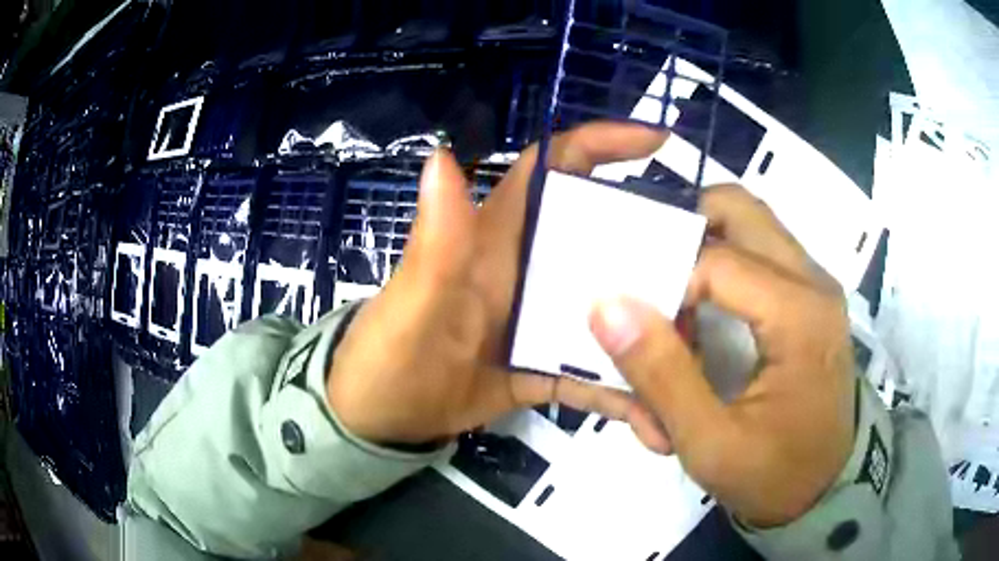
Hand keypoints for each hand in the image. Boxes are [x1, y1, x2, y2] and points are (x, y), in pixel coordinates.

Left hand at [327, 122, 670, 446]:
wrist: (380, 418)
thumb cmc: (387, 355)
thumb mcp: (411, 302)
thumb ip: (436, 239)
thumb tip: (441, 155)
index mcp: (499, 237)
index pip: (553, 167)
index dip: (602, 143)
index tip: (658, 141)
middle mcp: (530, 268)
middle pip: (605, 238)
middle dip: (656, 246)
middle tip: (706, 270)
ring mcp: (542, 320)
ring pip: (611, 310)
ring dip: (651, 330)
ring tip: (693, 354)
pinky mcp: (544, 366)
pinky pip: (593, 373)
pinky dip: (620, 393)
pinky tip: (652, 418)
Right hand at [590, 185, 855, 526]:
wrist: (825, 486)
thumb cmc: (774, 474)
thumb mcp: (710, 443)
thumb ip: (661, 375)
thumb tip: (606, 305)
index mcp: (799, 314)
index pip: (713, 261)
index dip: (663, 285)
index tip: (634, 327)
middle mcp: (812, 281)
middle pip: (737, 210)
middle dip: (683, 229)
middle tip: (647, 277)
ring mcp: (814, 285)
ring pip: (747, 226)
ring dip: (702, 249)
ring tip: (673, 305)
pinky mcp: (809, 298)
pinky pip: (758, 254)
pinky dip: (721, 268)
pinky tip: (701, 317)